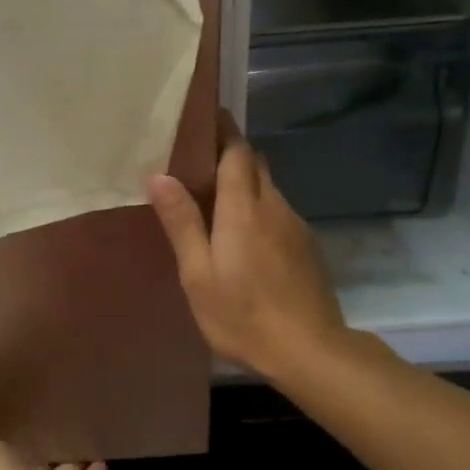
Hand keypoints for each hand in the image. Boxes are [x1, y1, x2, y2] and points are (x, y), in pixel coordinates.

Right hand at [146, 125, 348, 380]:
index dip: (223, 131)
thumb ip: (182, 223)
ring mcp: (296, 226)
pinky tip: (245, 237)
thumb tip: (160, 175)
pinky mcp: (307, 247)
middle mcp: (274, 206)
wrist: (310, 351)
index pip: (237, 151)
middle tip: (199, 160)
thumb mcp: (198, 275)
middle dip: (232, 154)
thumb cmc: (243, 314)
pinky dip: (259, 209)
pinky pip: (278, 213)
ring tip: (215, 200)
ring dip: (245, 184)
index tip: (205, 118)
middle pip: (255, 165)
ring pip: (268, 189)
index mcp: (243, 208)